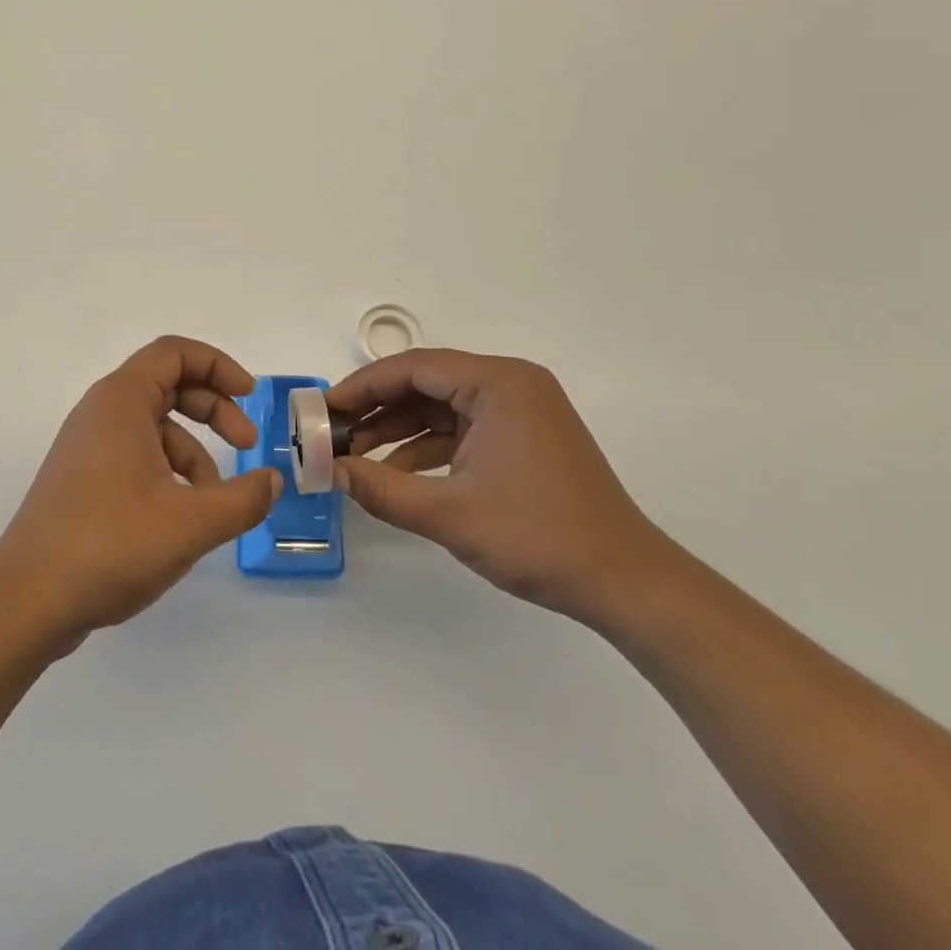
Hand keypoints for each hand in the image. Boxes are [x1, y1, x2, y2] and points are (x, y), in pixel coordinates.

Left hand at [0, 336, 281, 647]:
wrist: (28, 600)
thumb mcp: (191, 522)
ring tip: (215, 504)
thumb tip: (271, 482)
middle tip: (246, 444)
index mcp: (121, 401)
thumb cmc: (111, 543)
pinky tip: (181, 520)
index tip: (250, 396)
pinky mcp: (83, 480)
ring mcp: (88, 447)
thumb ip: (243, 499)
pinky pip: (136, 457)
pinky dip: (167, 475)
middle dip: (214, 410)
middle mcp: (101, 412)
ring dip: (193, 454)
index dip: (218, 365)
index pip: (174, 353)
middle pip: (168, 386)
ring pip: (155, 428)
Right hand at [327, 349, 667, 621]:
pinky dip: (427, 449)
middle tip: (334, 431)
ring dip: (399, 431)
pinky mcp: (523, 439)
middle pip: (426, 383)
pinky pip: (462, 430)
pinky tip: (396, 475)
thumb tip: (332, 471)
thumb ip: (382, 489)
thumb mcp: (449, 514)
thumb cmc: (538, 536)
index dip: (363, 386)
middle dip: (378, 408)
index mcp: (499, 383)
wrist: (626, 583)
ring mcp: (520, 412)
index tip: (325, 409)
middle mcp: (510, 385)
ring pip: (441, 408)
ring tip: (355, 457)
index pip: (414, 368)